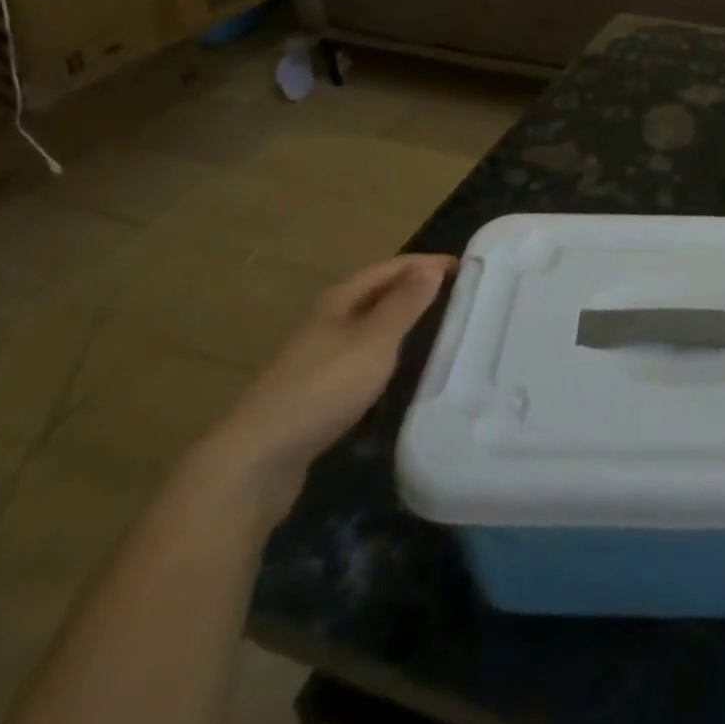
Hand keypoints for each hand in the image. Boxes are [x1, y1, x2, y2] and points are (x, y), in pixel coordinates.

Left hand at [196, 253, 454, 519]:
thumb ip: (405, 303)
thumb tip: (431, 266)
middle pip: (377, 296)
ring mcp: (318, 359)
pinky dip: (386, 359)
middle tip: (457, 299)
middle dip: (414, 292)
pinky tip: (401, 376)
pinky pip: (361, 362)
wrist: (258, 459)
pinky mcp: (316, 394)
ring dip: (401, 327)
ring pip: (369, 330)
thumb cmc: (324, 387)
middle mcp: (326, 321)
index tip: (466, 268)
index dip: (426, 264)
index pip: (390, 268)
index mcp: (339, 300)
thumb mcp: (375, 339)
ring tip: (438, 333)